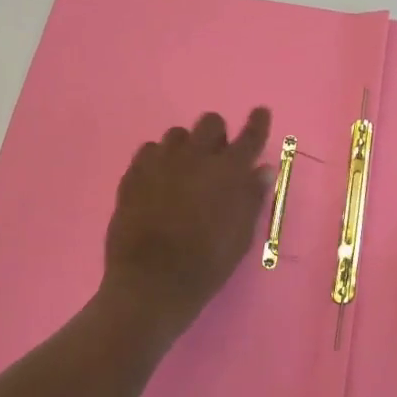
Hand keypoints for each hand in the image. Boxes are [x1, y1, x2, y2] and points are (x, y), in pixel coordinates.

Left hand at [100, 107, 273, 341]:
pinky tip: (158, 179)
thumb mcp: (240, 236)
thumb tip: (262, 169)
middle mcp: (196, 157)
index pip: (250, 136)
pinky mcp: (134, 173)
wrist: (151, 284)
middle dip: (216, 134)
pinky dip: (158, 159)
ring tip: (184, 170)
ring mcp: (162, 162)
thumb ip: (252, 198)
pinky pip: (149, 150)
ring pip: (177, 133)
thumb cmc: (206, 265)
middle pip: (210, 122)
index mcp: (229, 172)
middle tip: (215, 156)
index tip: (260, 112)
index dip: (257, 122)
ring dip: (186, 146)